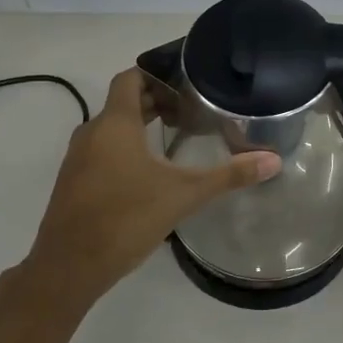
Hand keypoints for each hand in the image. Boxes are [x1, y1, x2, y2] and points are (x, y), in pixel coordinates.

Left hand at [23, 66, 280, 300]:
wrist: (68, 267)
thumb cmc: (125, 219)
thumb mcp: (183, 195)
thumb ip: (228, 175)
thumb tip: (273, 160)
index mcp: (114, 124)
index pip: (130, 78)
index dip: (156, 75)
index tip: (186, 83)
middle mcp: (91, 133)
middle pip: (123, 102)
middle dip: (155, 102)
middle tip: (191, 111)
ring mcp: (77, 159)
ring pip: (111, 128)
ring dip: (139, 126)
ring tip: (175, 138)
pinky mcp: (73, 182)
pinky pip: (100, 150)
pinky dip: (123, 148)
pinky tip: (148, 173)